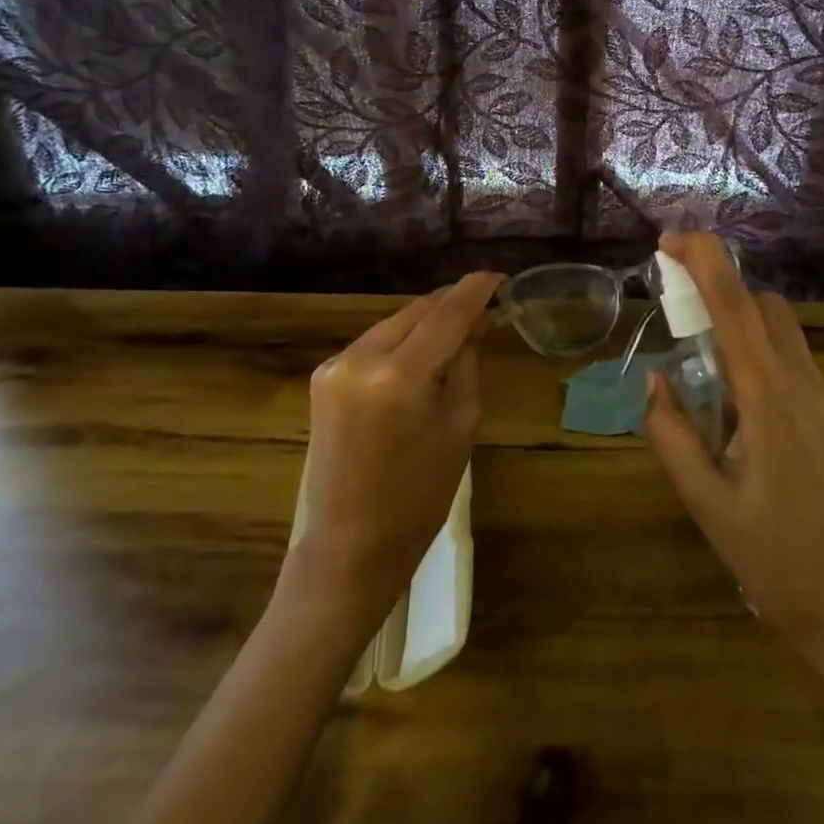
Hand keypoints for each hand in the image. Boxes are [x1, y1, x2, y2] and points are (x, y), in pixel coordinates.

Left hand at [290, 272, 503, 630]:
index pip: (446, 314)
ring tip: (458, 328)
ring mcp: (336, 365)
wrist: (349, 546)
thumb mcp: (460, 424)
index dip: (476, 290)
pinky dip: (402, 340)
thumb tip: (473, 324)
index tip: (499, 277)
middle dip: (452, 304)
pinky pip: (374, 342)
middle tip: (485, 307)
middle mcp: (361, 358)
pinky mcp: (323, 376)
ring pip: (394, 323)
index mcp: (399, 376)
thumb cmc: (420, 495)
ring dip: (426, 321)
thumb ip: (466, 363)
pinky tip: (421, 351)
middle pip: (417, 311)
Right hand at [643, 233, 823, 746]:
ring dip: (743, 330)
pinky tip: (742, 425)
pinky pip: (797, 372)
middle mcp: (807, 389)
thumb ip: (673, 436)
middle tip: (679, 317)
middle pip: (767, 308)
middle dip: (723, 292)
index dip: (705, 261)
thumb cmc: (780, 567)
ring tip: (704, 380)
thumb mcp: (709, 508)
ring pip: (786, 337)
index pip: (736, 308)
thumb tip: (654, 380)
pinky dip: (763, 367)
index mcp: (770, 401)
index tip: (670, 238)